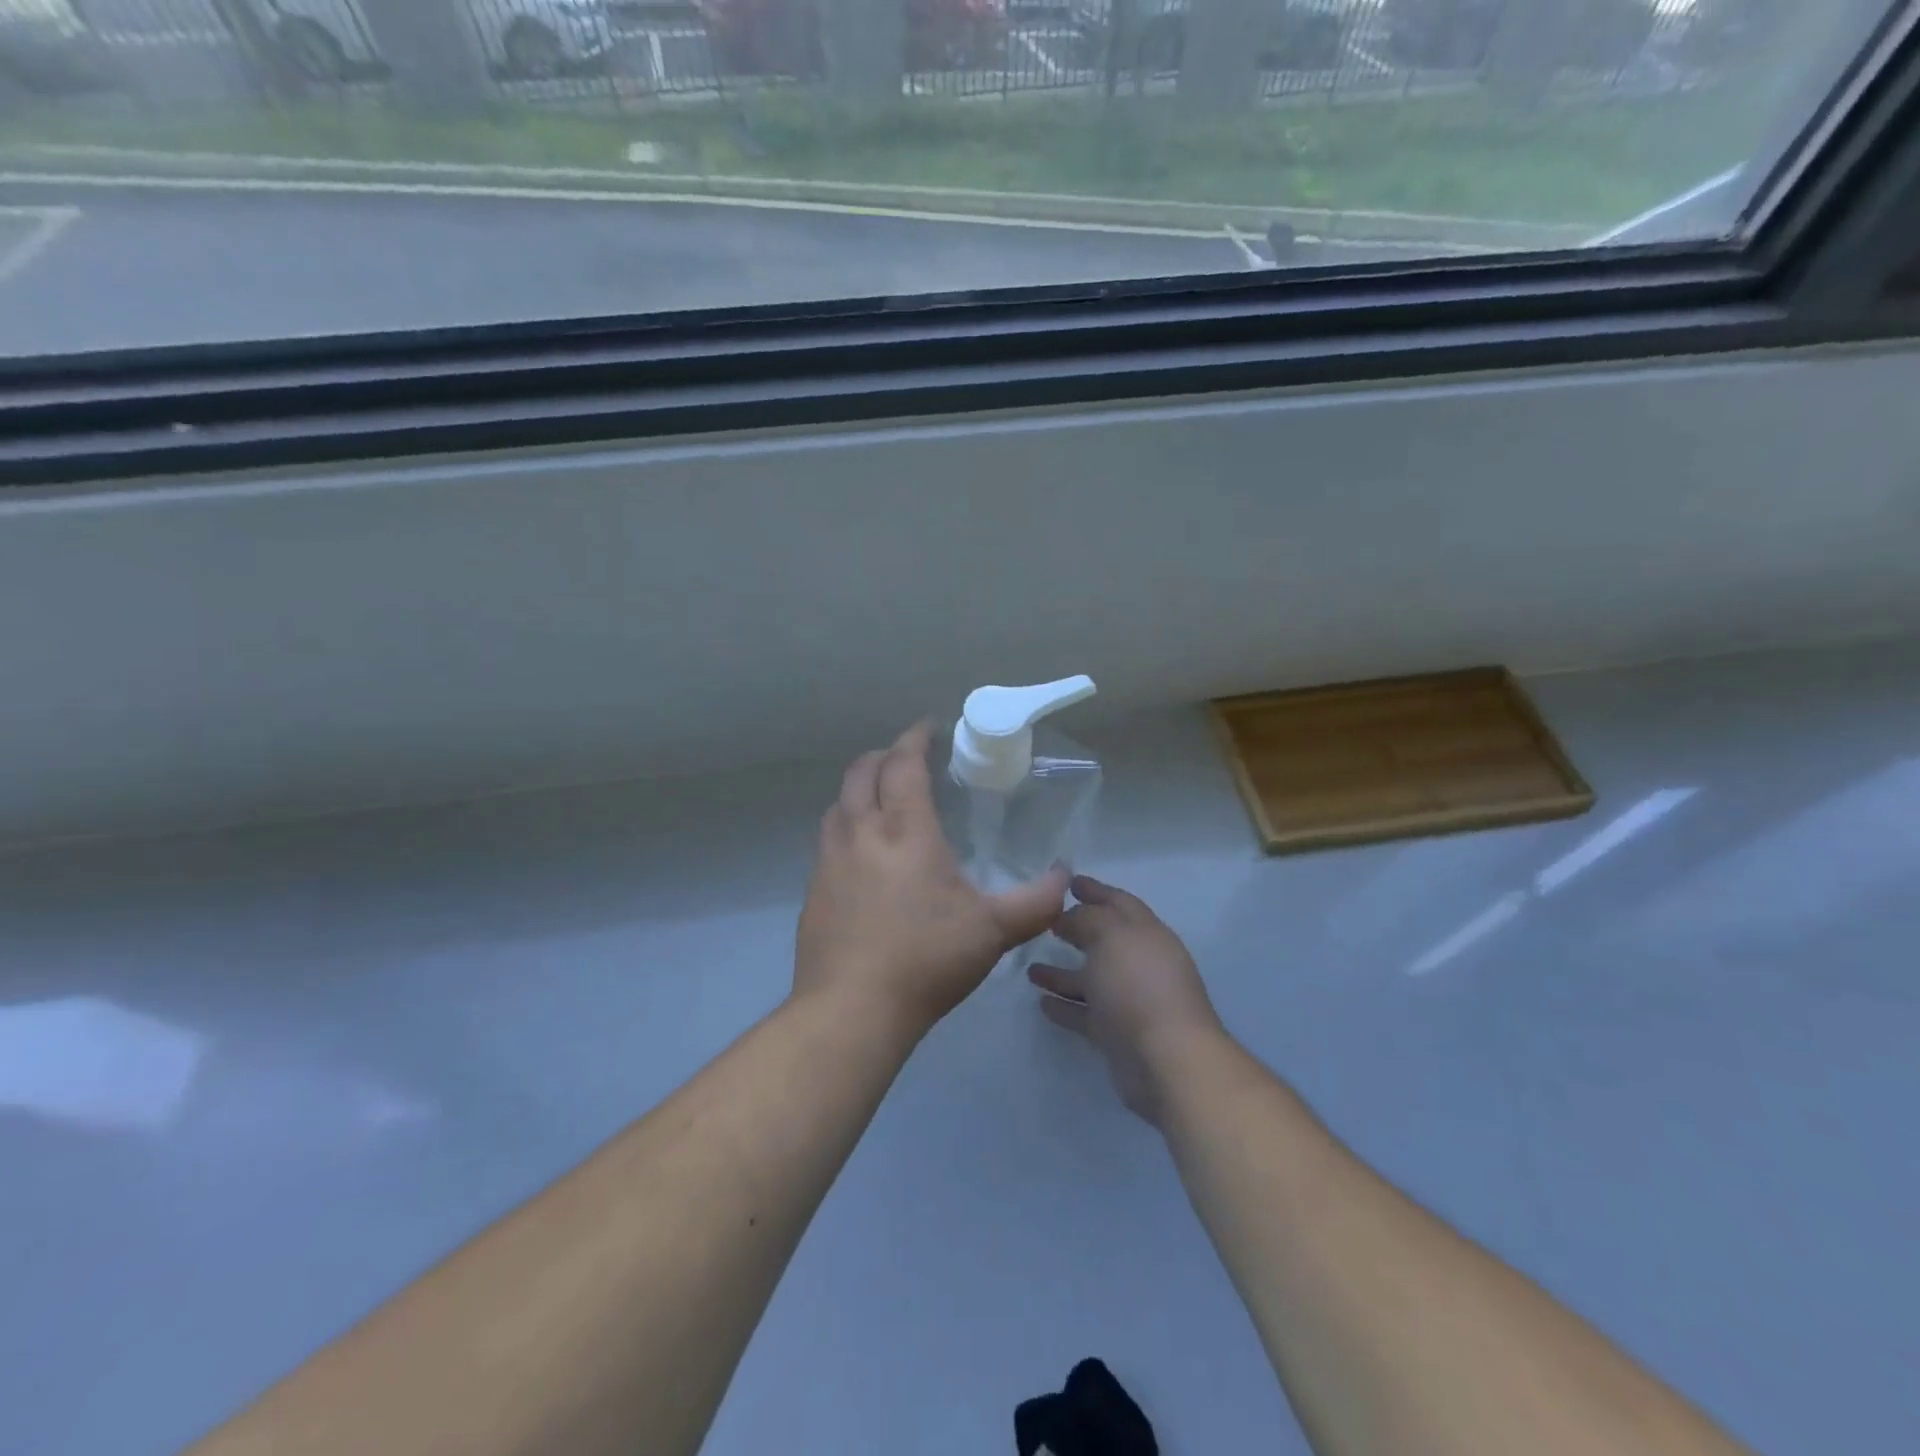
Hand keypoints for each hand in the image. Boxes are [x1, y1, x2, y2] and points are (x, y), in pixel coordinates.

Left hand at [795, 722, 1069, 1038]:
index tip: (929, 728)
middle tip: (908, 759)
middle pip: (862, 772)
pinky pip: (829, 837)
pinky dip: (846, 823)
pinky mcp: (813, 889)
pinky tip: (863, 852)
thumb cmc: (926, 958)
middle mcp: (860, 832)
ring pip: (839, 803)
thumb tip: (1065, 877)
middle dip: (885, 755)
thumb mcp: (993, 931)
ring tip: (883, 799)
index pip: (903, 762)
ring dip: (860, 788)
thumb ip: (1036, 902)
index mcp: (904, 829)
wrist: (851, 1009)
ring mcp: (829, 860)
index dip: (916, 738)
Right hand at [1029, 876, 1227, 1123]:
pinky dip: (1065, 1006)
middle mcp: (1139, 963)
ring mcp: (1129, 1000)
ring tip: (1030, 968)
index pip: (1118, 902)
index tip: (1068, 882)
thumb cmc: (1138, 986)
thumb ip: (1087, 919)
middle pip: (1104, 939)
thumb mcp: (1110, 936)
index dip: (1095, 890)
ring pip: (1091, 979)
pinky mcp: (1117, 1034)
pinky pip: (1085, 1013)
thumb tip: (1069, 917)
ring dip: (1062, 973)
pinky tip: (1041, 1003)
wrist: (1166, 1060)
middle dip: (1077, 928)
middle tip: (1047, 920)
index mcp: (1145, 933)